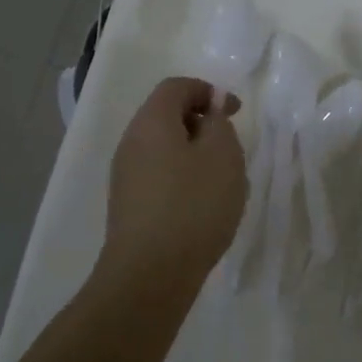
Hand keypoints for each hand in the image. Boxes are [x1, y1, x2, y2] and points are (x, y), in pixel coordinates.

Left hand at [93, 78, 246, 306]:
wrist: (150, 274)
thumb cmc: (193, 205)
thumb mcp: (223, 155)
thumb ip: (219, 123)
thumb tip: (210, 111)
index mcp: (151, 122)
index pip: (176, 87)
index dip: (208, 91)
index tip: (236, 112)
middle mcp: (131, 142)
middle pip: (166, 116)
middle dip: (201, 123)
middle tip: (230, 146)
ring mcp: (125, 176)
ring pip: (163, 149)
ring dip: (193, 154)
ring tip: (221, 180)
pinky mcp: (128, 206)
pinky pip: (158, 176)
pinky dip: (182, 178)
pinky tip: (201, 207)